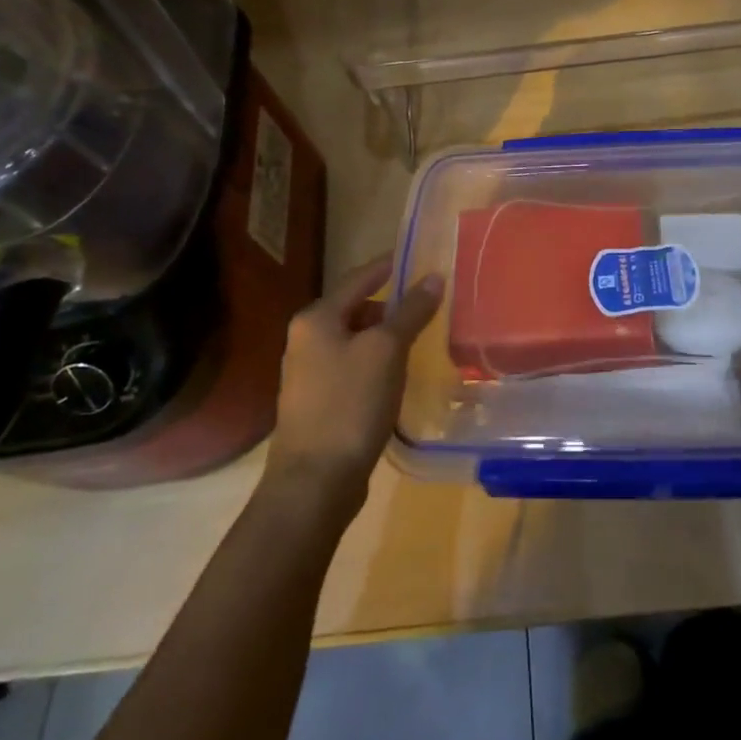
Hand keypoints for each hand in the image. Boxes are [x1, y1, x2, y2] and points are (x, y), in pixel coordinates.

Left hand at [266, 255, 442, 515]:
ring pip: (356, 341)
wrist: (314, 483)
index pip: (359, 277)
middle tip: (429, 304)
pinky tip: (400, 376)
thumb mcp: (386, 351)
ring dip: (386, 338)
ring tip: (422, 339)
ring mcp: (309, 374)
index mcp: (316, 318)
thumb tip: (434, 277)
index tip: (419, 256)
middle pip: (356, 309)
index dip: (389, 265)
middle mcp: (306, 339)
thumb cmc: (349, 404)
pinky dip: (378, 364)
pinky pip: (354, 368)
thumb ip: (410, 311)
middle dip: (392, 306)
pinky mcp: (319, 403)